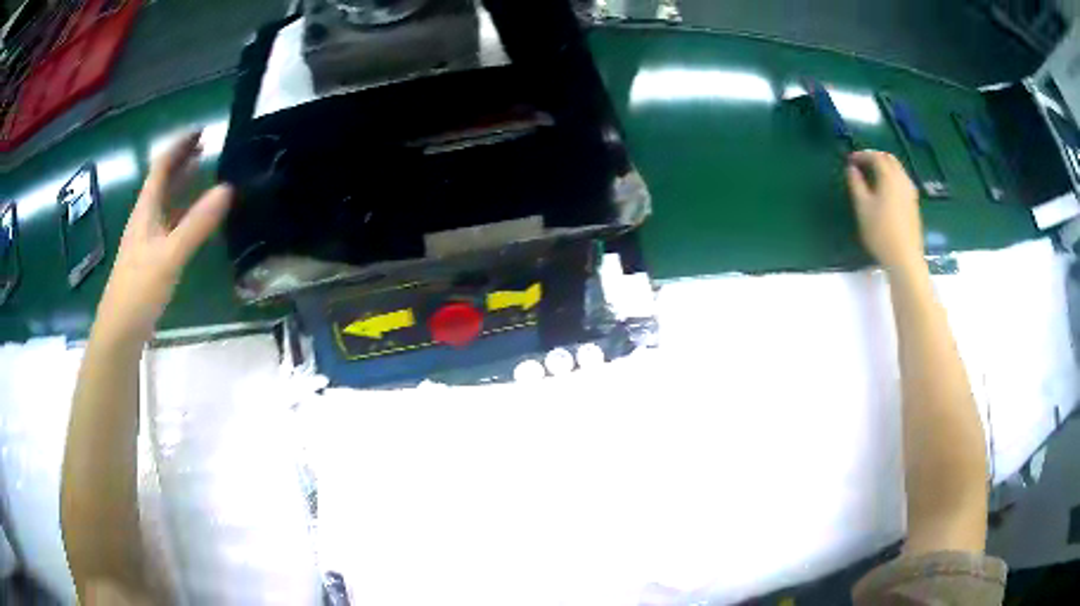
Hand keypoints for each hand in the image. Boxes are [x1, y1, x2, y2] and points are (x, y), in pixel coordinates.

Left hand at [95, 132, 232, 341]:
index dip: (180, 146)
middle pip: (162, 181)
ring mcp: (146, 240)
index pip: (161, 166)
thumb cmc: (139, 290)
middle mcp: (144, 219)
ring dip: (182, 184)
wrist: (119, 332)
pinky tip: (192, 219)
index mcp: (146, 210)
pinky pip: (168, 223)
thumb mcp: (169, 256)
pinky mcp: (150, 259)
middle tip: (206, 146)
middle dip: (182, 160)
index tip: (202, 131)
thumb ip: (197, 224)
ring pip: (164, 202)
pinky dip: (181, 211)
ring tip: (203, 173)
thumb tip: (228, 188)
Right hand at [845, 150, 924, 273]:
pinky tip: (886, 190)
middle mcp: (902, 180)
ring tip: (873, 176)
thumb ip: (856, 185)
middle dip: (876, 157)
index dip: (862, 155)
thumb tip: (852, 169)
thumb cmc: (881, 232)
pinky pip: (903, 182)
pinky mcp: (914, 205)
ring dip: (885, 167)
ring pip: (898, 170)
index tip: (850, 160)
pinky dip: (893, 178)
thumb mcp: (862, 207)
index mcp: (889, 177)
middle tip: (862, 164)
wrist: (905, 258)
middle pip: (890, 159)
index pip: (876, 156)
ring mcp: (911, 193)